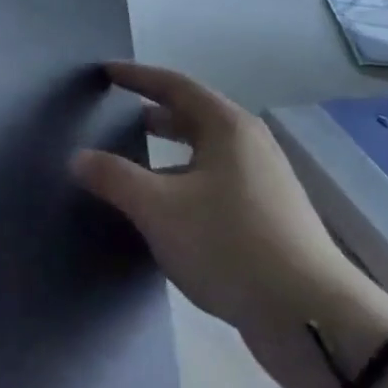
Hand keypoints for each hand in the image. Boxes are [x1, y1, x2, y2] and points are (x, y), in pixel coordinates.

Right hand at [71, 63, 347, 335]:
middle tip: (115, 116)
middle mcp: (249, 144)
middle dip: (152, 114)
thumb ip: (114, 178)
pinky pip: (216, 182)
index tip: (105, 71)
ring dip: (168, 154)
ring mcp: (264, 180)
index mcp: (227, 127)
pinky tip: (166, 212)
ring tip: (133, 166)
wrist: (309, 316)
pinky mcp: (269, 216)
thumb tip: (78, 157)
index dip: (136, 77)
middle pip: (192, 116)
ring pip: (205, 153)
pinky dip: (185, 182)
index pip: (174, 85)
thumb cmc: (229, 244)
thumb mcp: (159, 209)